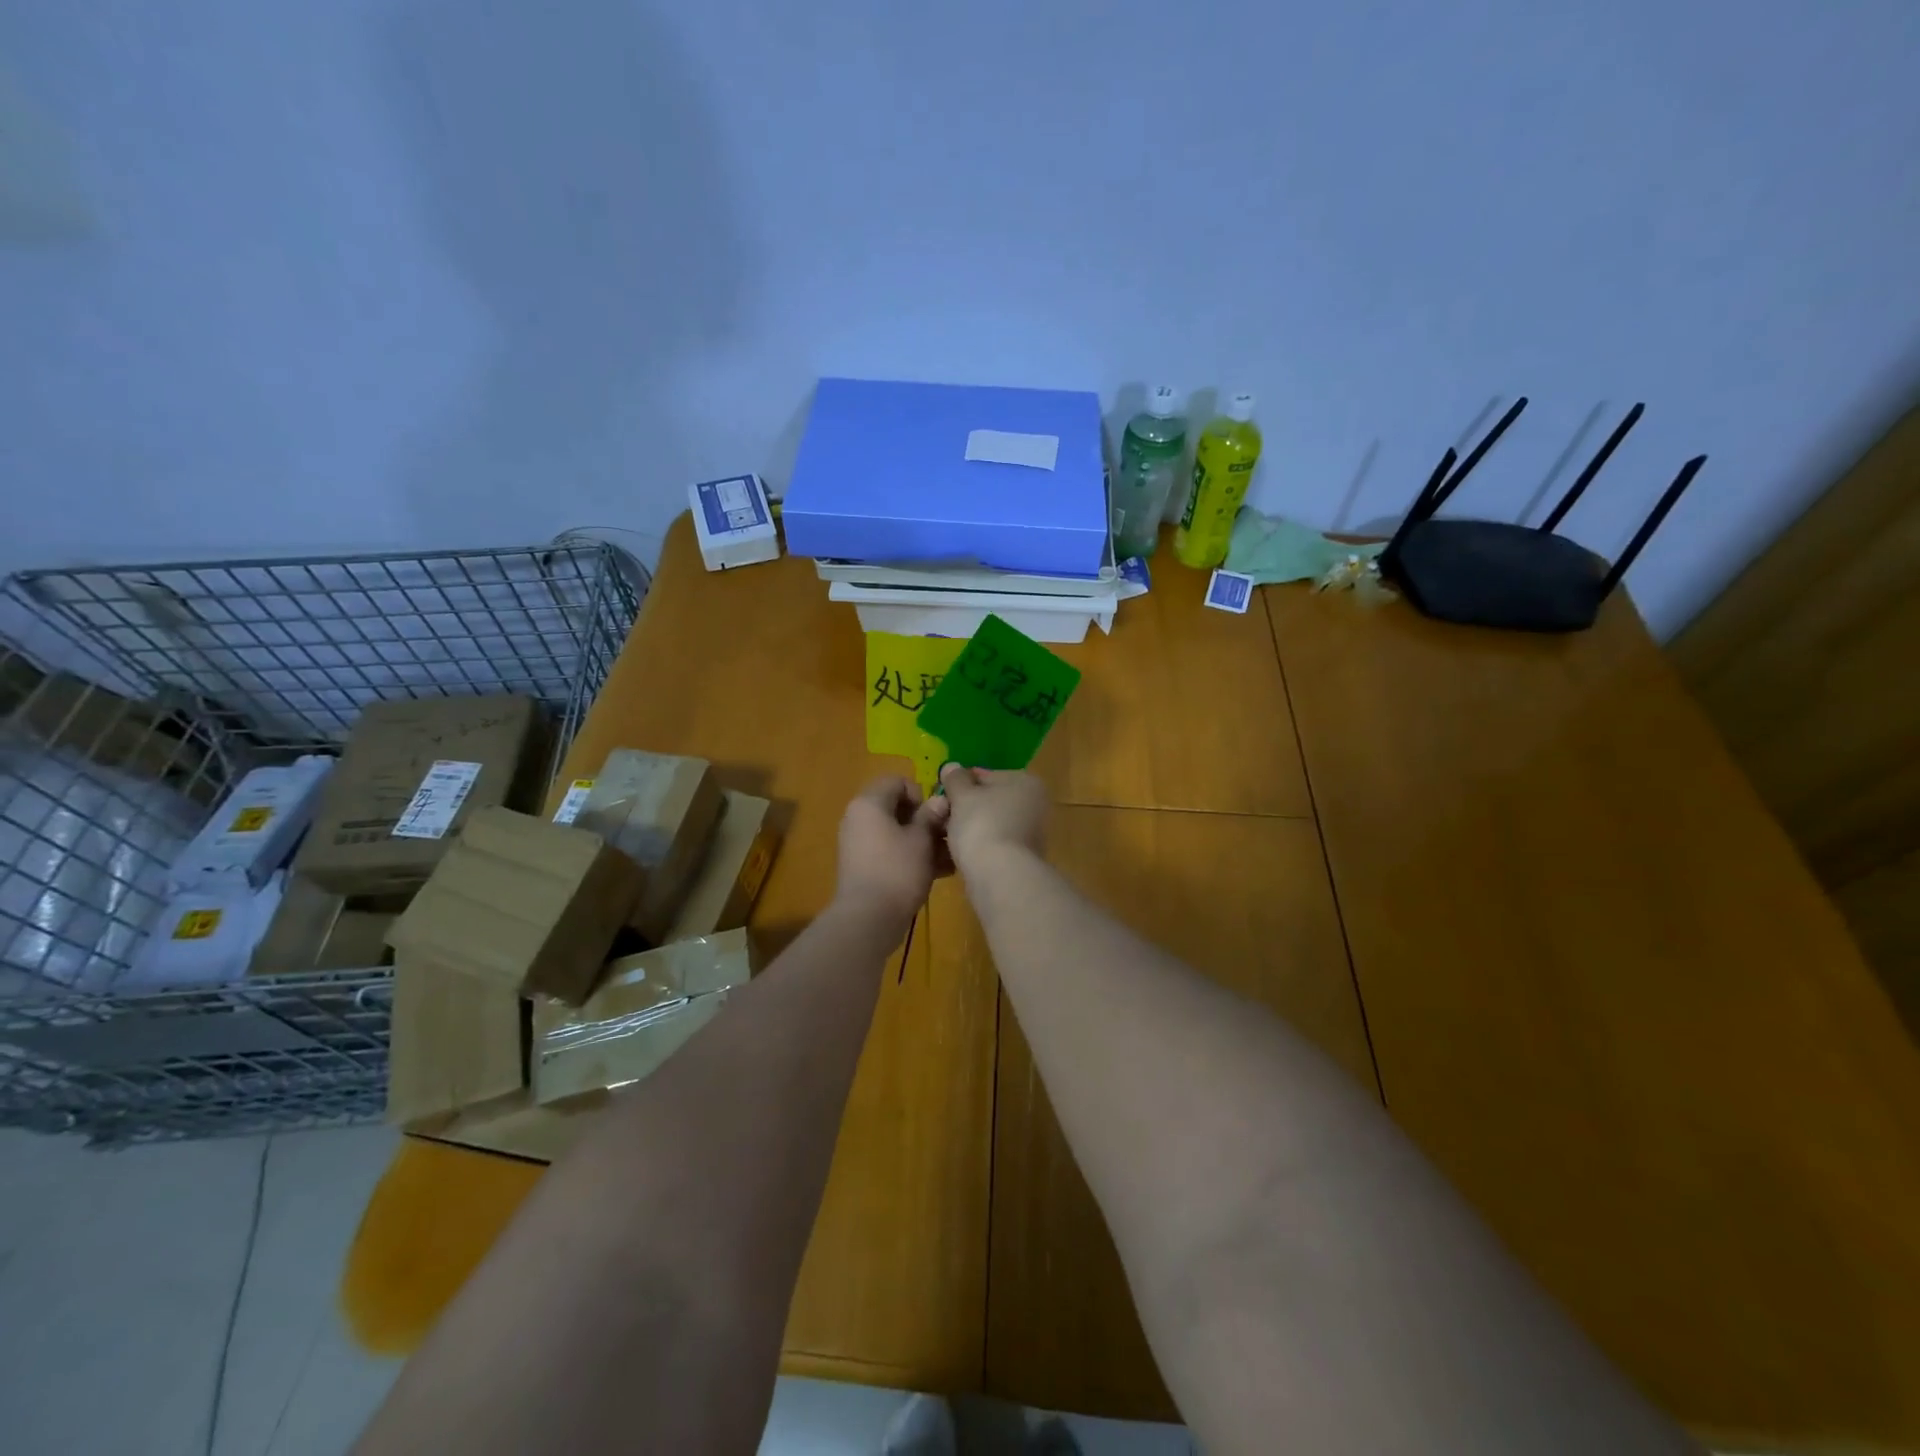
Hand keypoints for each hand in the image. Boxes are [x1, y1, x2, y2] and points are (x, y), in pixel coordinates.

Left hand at [835, 776, 951, 923]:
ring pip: (895, 831)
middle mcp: (858, 818)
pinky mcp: (862, 865)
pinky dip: (910, 855)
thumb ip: (931, 816)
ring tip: (946, 859)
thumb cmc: (897, 870)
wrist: (868, 918)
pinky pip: (890, 850)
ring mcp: (858, 843)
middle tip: (945, 837)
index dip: (921, 794)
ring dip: (921, 840)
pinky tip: (936, 873)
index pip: (897, 781)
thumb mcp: (921, 840)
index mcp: (869, 803)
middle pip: (896, 807)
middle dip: (924, 820)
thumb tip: (940, 800)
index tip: (934, 817)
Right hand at [937, 764, 1047, 874]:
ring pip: (990, 822)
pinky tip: (960, 852)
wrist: (1000, 875)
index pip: (985, 775)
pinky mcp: (1022, 857)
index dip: (960, 784)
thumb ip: (955, 779)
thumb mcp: (962, 795)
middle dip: (965, 807)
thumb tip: (951, 766)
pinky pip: (993, 843)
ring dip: (969, 827)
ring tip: (945, 835)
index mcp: (1025, 781)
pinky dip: (978, 845)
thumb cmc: (982, 824)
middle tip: (941, 816)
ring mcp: (1031, 832)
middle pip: (989, 800)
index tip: (941, 796)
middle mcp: (1035, 804)